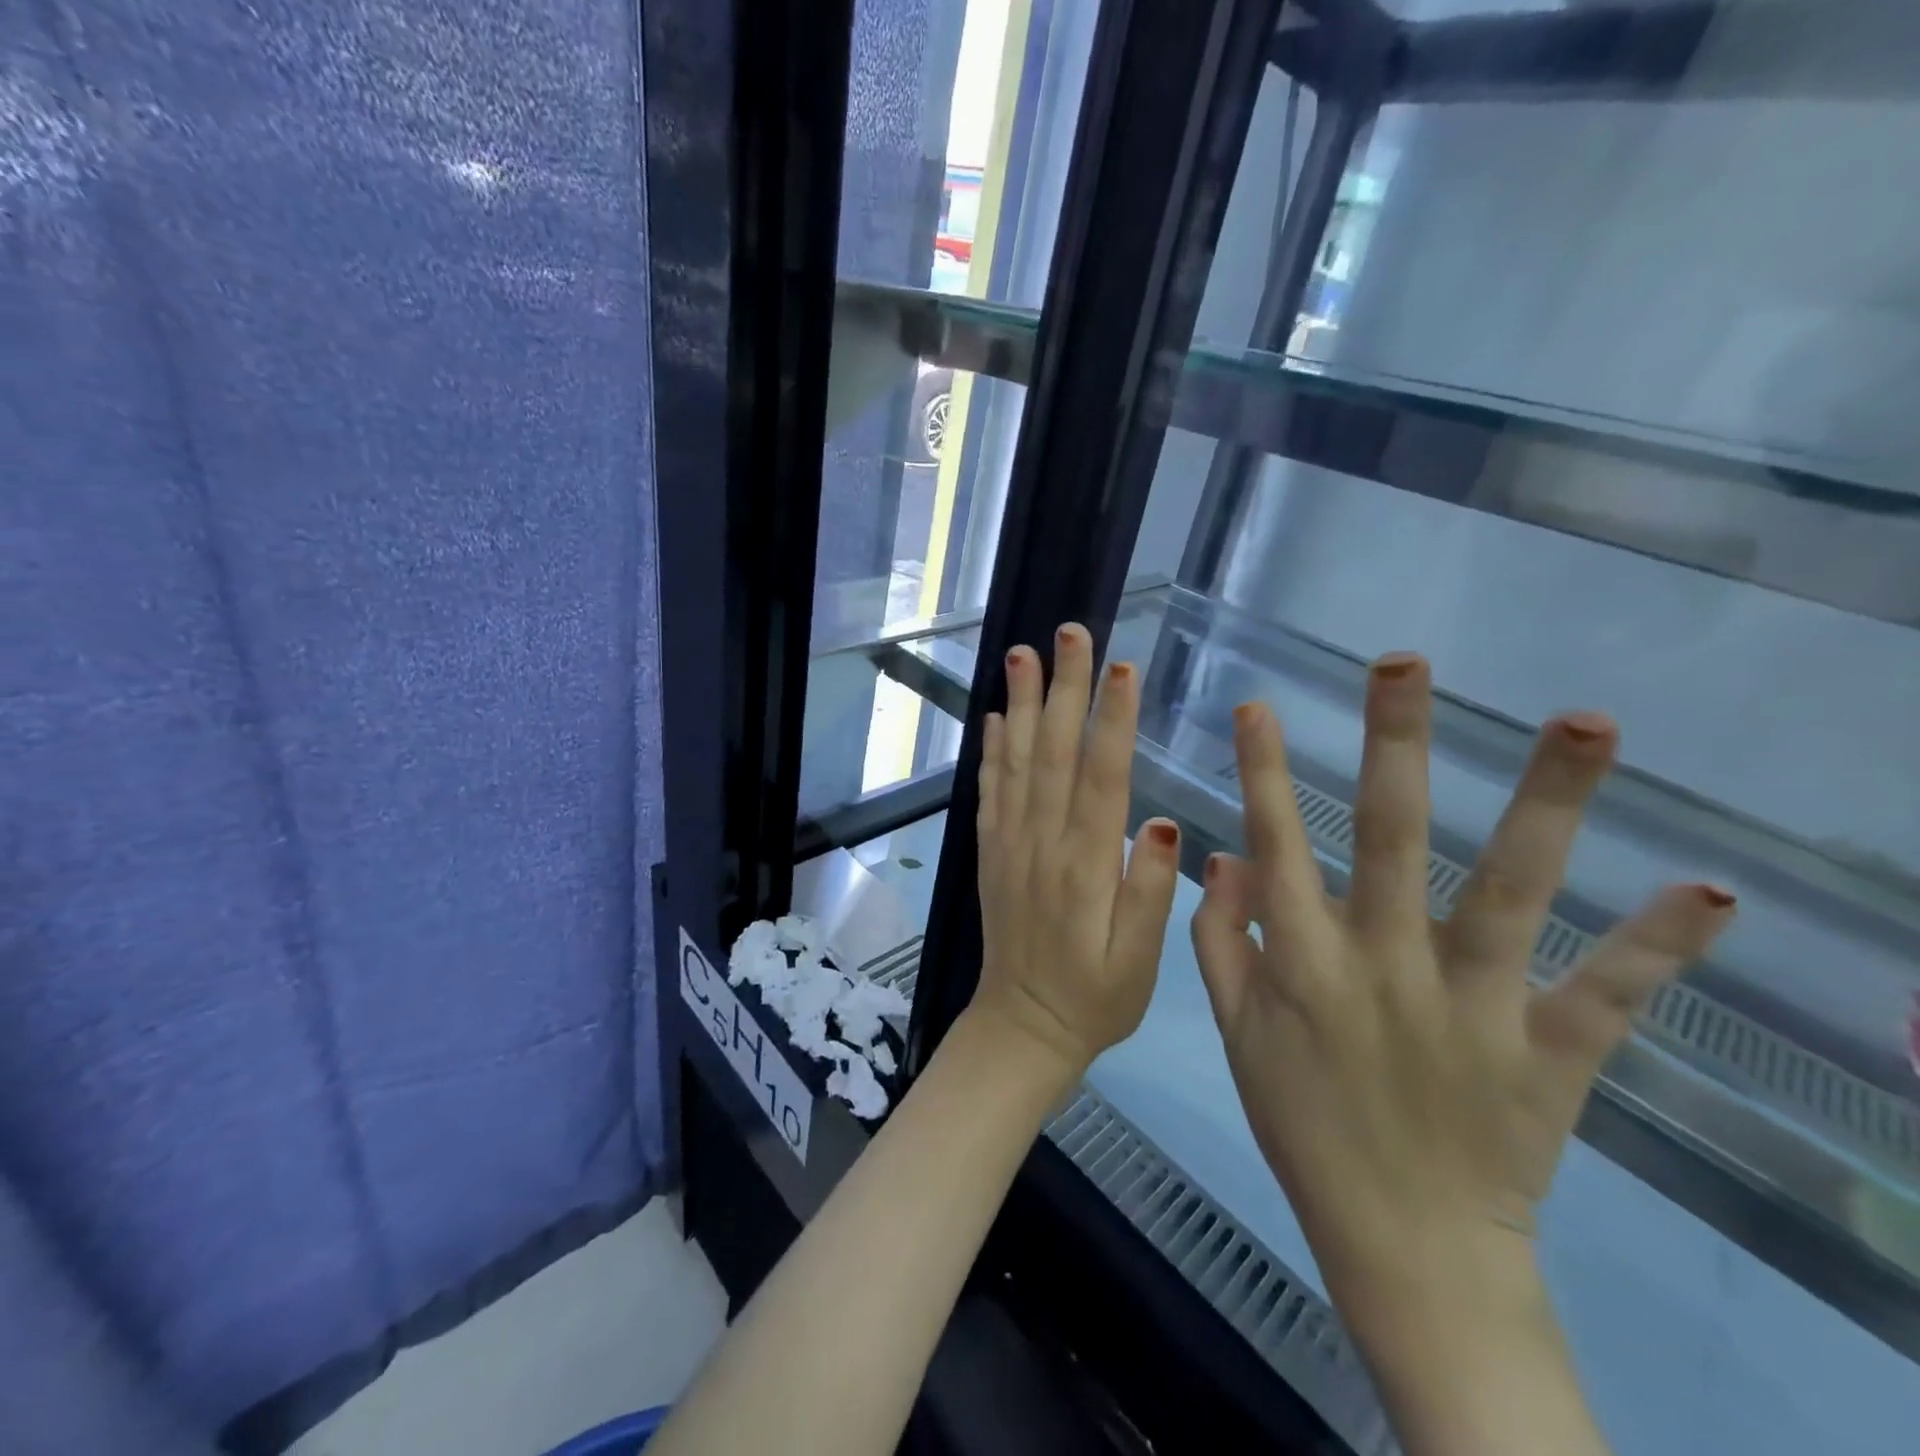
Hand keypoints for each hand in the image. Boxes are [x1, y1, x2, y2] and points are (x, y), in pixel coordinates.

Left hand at [971, 623, 1181, 1075]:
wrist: (1023, 1026)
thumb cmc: (1096, 996)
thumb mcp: (1140, 962)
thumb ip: (1150, 893)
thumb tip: (1164, 824)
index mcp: (1087, 865)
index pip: (1101, 778)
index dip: (1111, 720)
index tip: (1120, 667)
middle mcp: (1042, 843)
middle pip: (1054, 753)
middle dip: (1063, 689)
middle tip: (1068, 634)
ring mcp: (1010, 844)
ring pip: (1015, 762)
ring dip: (1019, 705)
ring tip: (1022, 654)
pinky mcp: (991, 852)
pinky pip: (989, 792)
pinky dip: (990, 751)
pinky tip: (994, 717)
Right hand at [1191, 654, 1734, 1314]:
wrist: (1404, 1246)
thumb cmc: (1304, 1126)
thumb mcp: (1237, 1034)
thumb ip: (1220, 940)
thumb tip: (1222, 855)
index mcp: (1305, 962)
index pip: (1277, 844)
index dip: (1265, 772)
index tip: (1258, 704)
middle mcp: (1385, 964)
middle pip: (1392, 836)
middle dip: (1395, 742)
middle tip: (1408, 661)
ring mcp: (1473, 1004)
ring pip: (1510, 889)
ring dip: (1547, 804)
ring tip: (1584, 720)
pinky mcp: (1550, 1053)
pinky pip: (1607, 993)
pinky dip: (1657, 946)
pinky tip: (1709, 891)